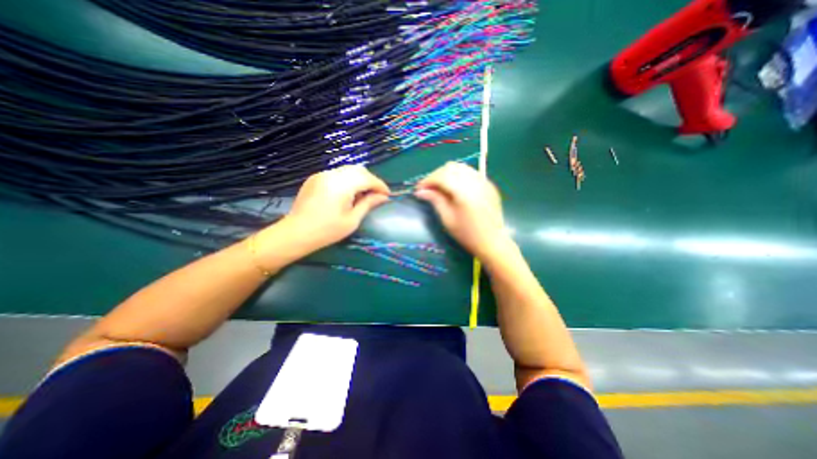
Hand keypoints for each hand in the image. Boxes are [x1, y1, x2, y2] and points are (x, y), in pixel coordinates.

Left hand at [257, 165, 391, 259]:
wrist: (296, 233)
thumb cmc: (327, 230)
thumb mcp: (352, 220)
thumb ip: (368, 204)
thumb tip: (383, 197)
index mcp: (342, 185)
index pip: (368, 178)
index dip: (380, 185)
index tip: (388, 195)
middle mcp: (332, 174)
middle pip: (359, 170)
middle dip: (371, 180)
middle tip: (377, 194)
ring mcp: (322, 174)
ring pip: (348, 170)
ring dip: (360, 179)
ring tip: (364, 194)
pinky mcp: (316, 178)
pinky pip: (337, 174)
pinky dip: (348, 179)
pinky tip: (348, 193)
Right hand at [416, 162, 508, 261]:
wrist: (492, 241)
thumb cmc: (467, 234)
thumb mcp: (447, 218)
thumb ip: (435, 200)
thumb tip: (420, 191)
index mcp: (463, 191)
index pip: (441, 176)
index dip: (427, 180)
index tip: (418, 189)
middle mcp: (475, 181)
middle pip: (450, 167)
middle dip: (436, 175)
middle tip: (429, 188)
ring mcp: (484, 181)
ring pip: (461, 167)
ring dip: (447, 173)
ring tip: (440, 187)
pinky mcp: (488, 185)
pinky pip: (471, 173)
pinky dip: (459, 176)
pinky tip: (455, 188)